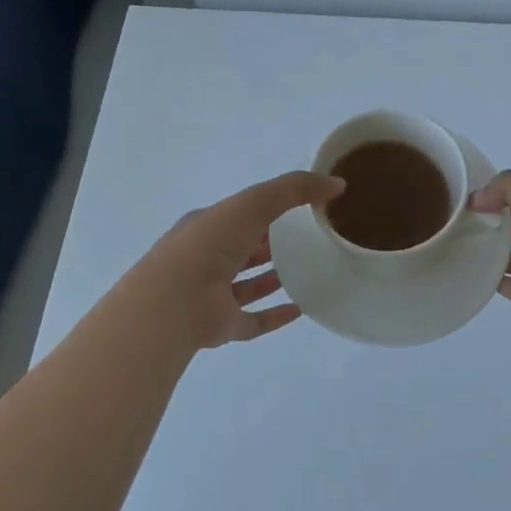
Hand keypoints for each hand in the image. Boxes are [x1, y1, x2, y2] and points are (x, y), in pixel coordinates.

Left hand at [126, 171, 343, 350]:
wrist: (173, 302)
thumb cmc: (210, 243)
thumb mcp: (254, 202)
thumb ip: (295, 189)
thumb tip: (336, 184)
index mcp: (206, 226)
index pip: (237, 216)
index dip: (263, 211)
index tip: (296, 211)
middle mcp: (205, 259)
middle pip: (240, 250)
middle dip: (265, 244)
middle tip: (303, 241)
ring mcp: (211, 296)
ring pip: (244, 286)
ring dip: (268, 279)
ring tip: (301, 273)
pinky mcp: (221, 326)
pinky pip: (252, 321)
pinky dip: (274, 316)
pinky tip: (299, 310)